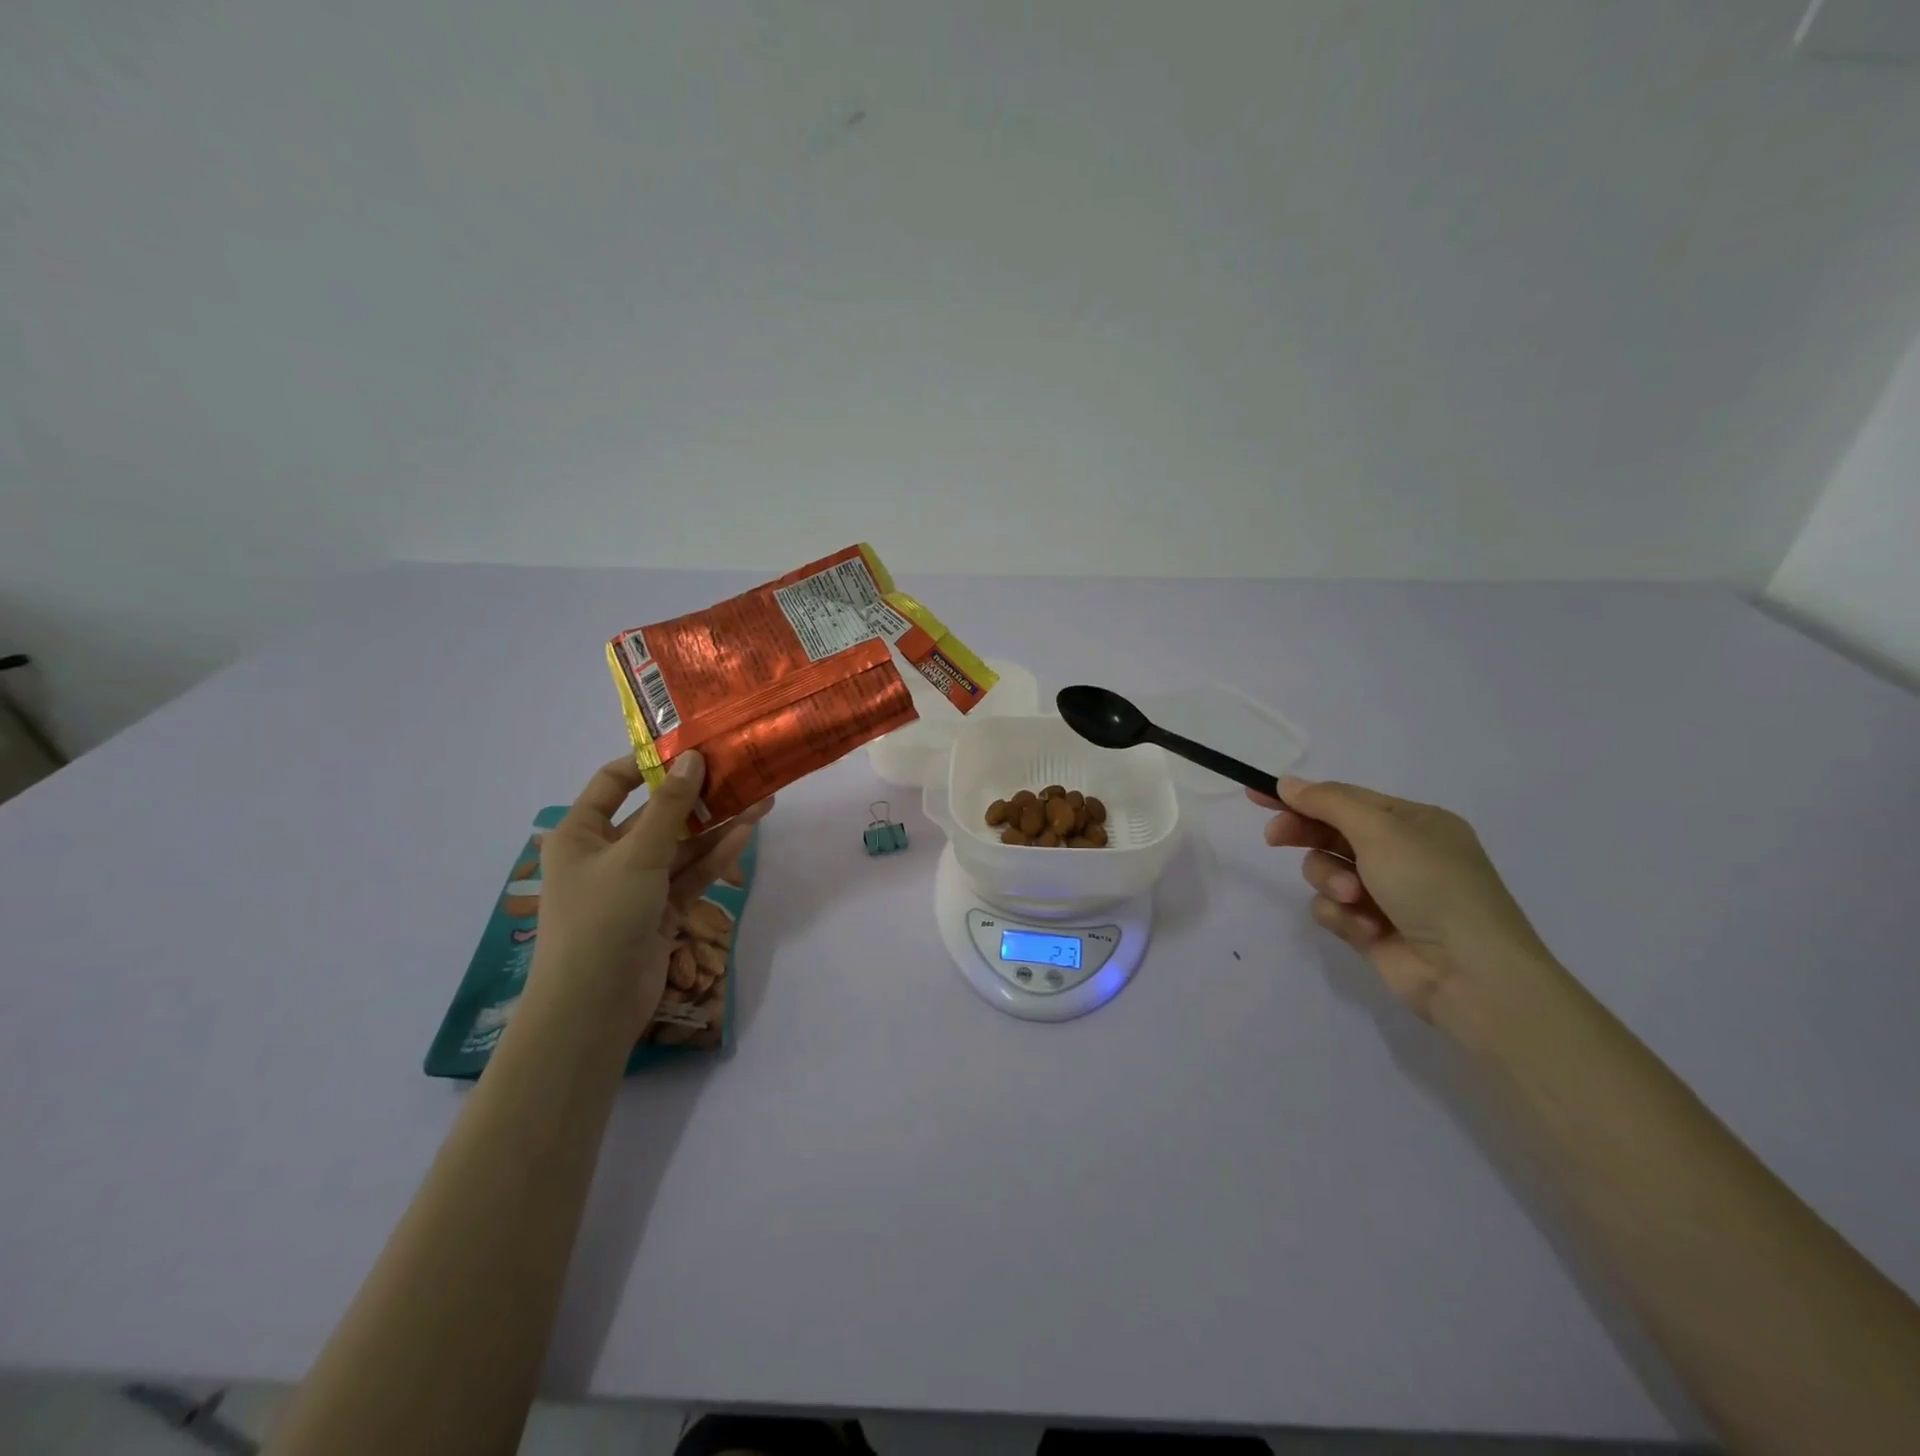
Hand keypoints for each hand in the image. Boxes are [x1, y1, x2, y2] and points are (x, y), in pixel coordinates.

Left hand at [533, 751, 771, 1038]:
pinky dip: (715, 857)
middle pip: (657, 814)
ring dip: (716, 826)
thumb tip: (693, 758)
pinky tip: (746, 833)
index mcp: (580, 833)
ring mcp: (635, 883)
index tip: (693, 748)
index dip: (650, 763)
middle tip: (741, 773)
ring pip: (681, 845)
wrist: (593, 1008)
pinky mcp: (659, 909)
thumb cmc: (601, 918)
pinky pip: (689, 874)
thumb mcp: (637, 855)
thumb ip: (669, 806)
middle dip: (699, 797)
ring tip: (761, 801)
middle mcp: (606, 853)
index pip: (613, 783)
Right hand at [1249, 775, 1552, 1024]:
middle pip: (1331, 833)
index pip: (1345, 799)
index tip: (1258, 795)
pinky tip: (1363, 928)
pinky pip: (1332, 908)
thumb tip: (1286, 782)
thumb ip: (1328, 803)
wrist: (1471, 974)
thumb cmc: (1432, 886)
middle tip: (1274, 838)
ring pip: (1326, 871)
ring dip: (1330, 881)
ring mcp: (1385, 893)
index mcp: (1413, 823)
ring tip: (1351, 897)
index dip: (1301, 795)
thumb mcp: (1381, 831)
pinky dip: (1341, 915)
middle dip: (1305, 835)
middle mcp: (1400, 854)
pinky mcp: (1370, 928)